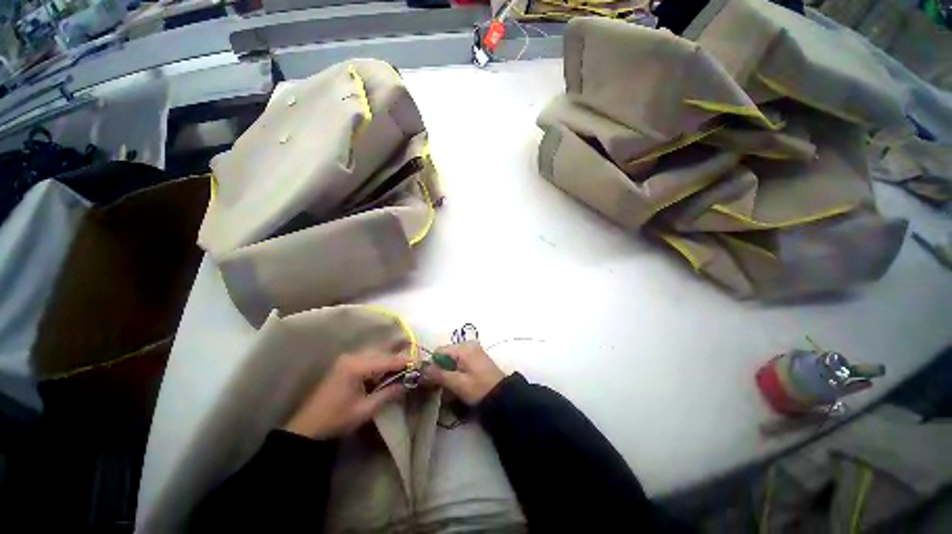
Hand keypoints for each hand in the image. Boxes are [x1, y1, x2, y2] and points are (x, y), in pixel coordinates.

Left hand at [284, 350, 408, 438]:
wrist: (307, 428)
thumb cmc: (336, 420)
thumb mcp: (365, 409)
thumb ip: (389, 393)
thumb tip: (409, 383)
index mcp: (356, 366)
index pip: (389, 360)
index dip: (407, 362)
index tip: (422, 364)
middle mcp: (353, 356)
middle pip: (384, 351)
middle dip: (401, 356)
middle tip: (416, 363)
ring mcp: (348, 359)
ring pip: (377, 352)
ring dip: (392, 358)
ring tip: (407, 365)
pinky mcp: (346, 364)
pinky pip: (370, 358)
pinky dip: (382, 362)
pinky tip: (389, 369)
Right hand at [423, 342, 505, 405]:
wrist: (502, 395)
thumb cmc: (479, 388)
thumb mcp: (457, 383)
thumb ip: (438, 374)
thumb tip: (420, 369)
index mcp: (463, 347)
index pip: (439, 351)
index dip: (432, 365)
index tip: (432, 381)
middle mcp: (468, 344)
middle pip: (445, 354)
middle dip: (441, 369)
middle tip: (442, 386)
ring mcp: (473, 350)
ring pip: (452, 359)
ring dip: (448, 372)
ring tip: (452, 387)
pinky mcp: (476, 357)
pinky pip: (460, 361)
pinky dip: (456, 371)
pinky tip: (459, 383)